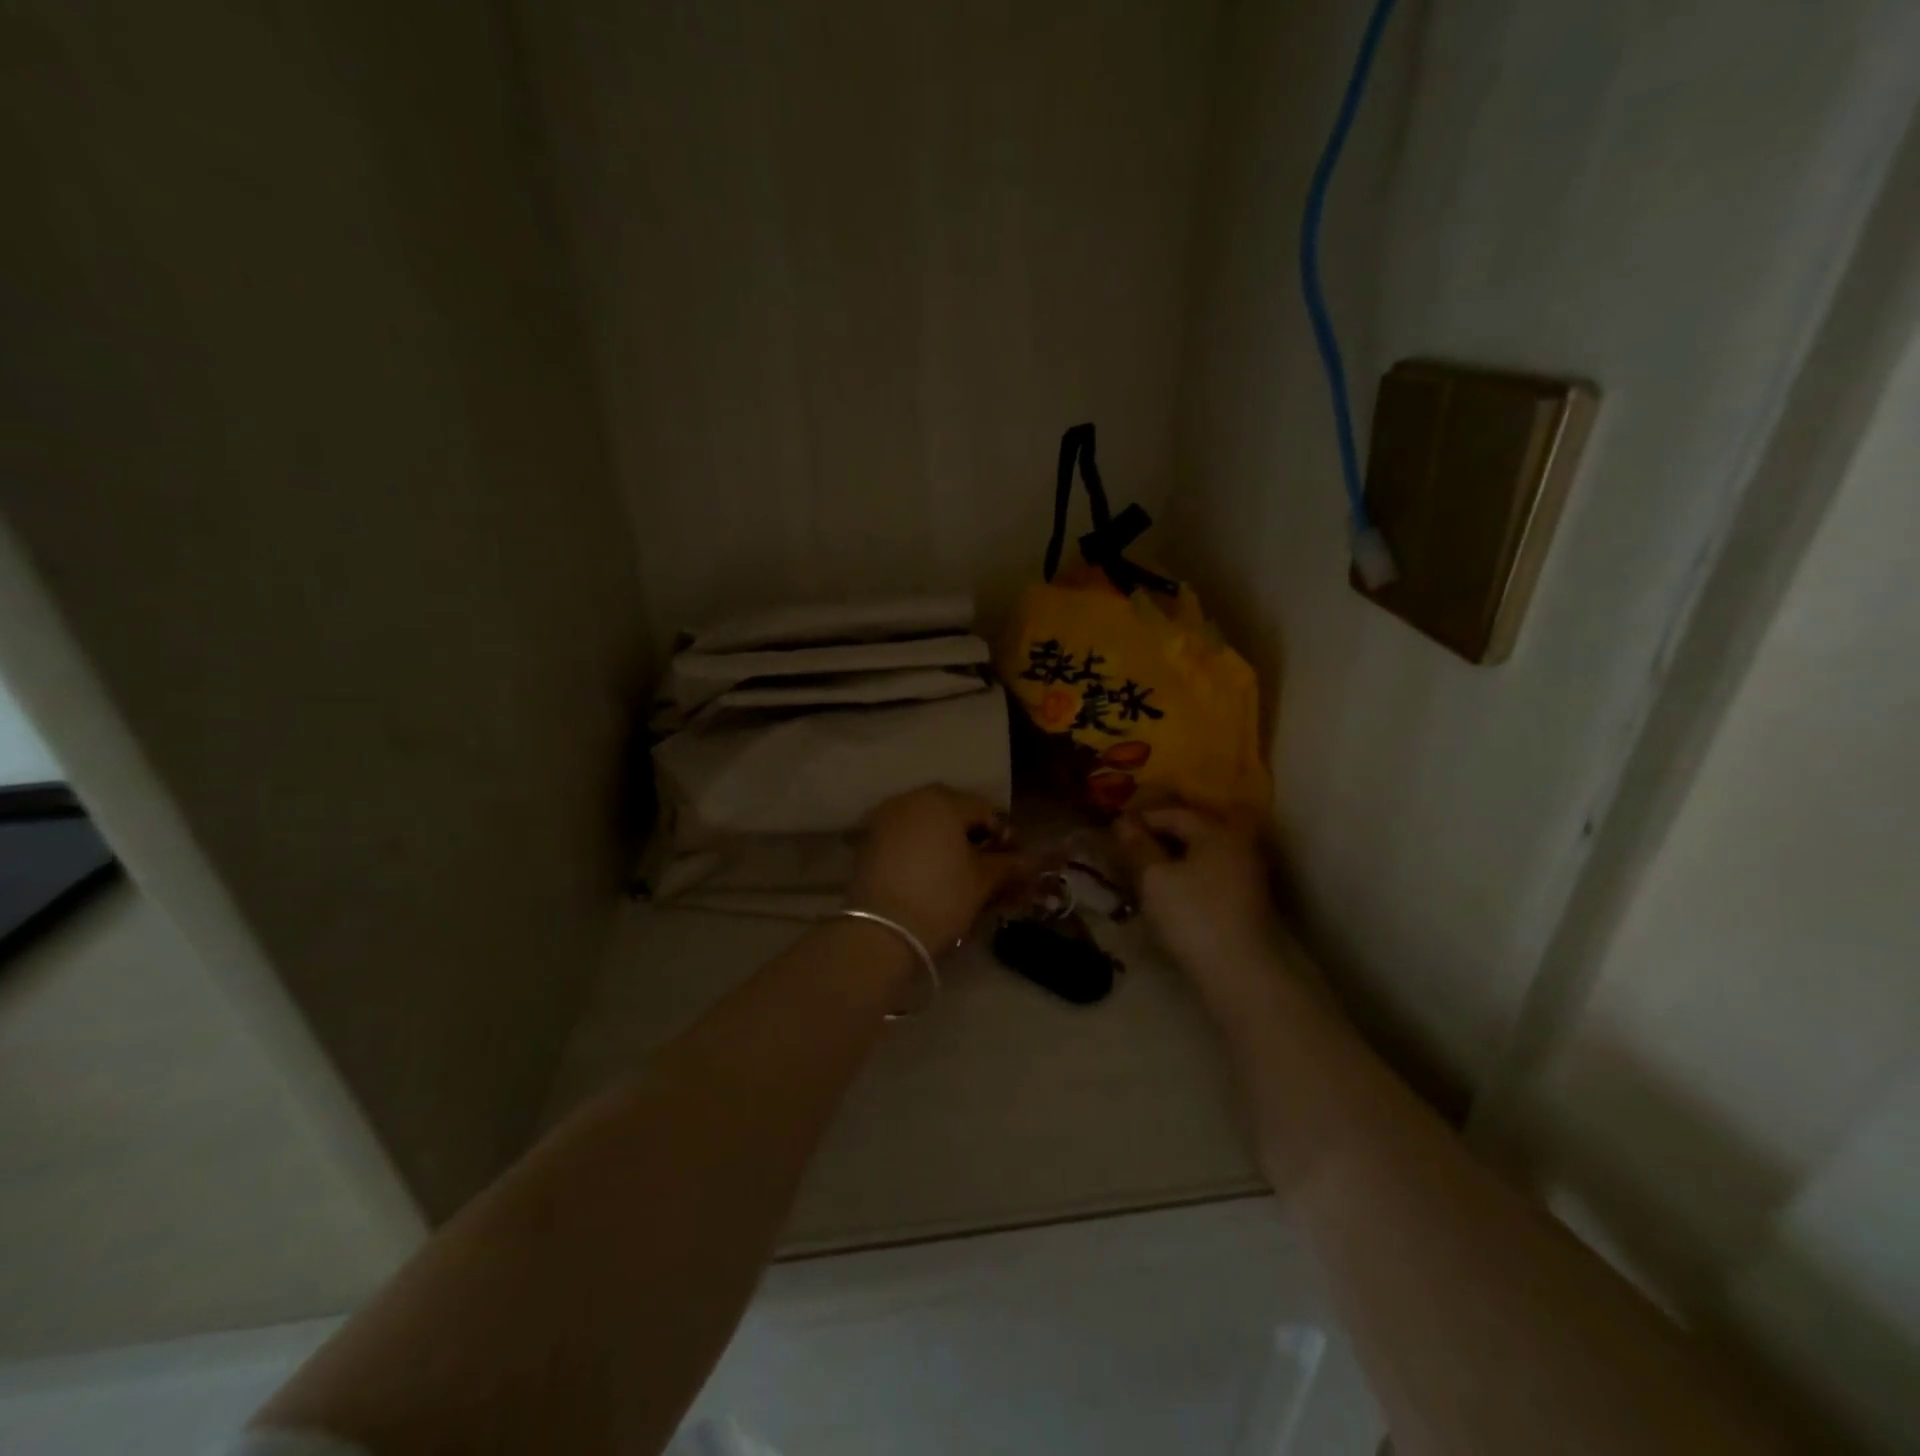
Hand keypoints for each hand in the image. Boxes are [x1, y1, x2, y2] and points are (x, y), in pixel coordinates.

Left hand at [849, 785, 1021, 951]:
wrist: (881, 932)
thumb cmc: (941, 897)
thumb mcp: (983, 881)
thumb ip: (1009, 864)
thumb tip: (1032, 859)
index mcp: (942, 800)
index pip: (985, 810)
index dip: (1005, 835)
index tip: (1014, 862)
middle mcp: (910, 799)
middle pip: (953, 813)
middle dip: (973, 836)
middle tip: (989, 867)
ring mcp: (884, 818)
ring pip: (927, 824)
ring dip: (946, 842)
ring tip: (960, 873)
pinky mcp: (867, 841)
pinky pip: (904, 837)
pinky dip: (921, 850)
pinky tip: (931, 875)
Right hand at [1113, 803, 1282, 983]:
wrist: (1239, 974)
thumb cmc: (1193, 916)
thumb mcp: (1155, 878)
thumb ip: (1137, 846)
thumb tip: (1122, 820)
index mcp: (1218, 832)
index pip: (1174, 814)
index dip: (1142, 820)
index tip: (1114, 832)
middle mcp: (1238, 846)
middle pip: (1192, 831)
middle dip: (1159, 837)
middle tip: (1128, 850)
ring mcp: (1247, 875)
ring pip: (1201, 855)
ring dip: (1173, 858)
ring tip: (1143, 872)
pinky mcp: (1246, 902)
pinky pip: (1210, 875)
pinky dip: (1187, 876)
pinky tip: (1168, 892)